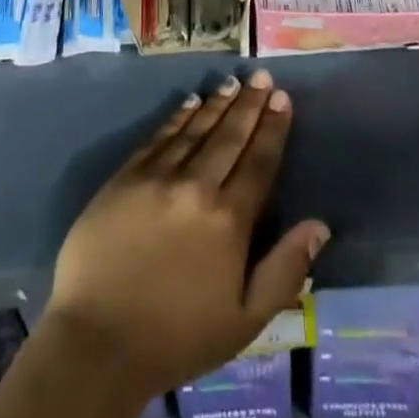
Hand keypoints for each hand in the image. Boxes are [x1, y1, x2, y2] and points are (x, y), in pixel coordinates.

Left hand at [42, 70, 329, 404]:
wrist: (98, 341)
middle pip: (229, 137)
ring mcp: (157, 177)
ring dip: (216, 104)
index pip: (259, 162)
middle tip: (261, 76)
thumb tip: (320, 225)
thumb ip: (285, 269)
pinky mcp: (125, 177)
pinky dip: (177, 117)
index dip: (273, 129)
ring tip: (232, 83)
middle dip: (249, 105)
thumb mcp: (245, 320)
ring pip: (195, 130)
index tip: (282, 98)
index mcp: (229, 220)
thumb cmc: (178, 338)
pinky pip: (159, 137)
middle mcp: (196, 187)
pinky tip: (190, 102)